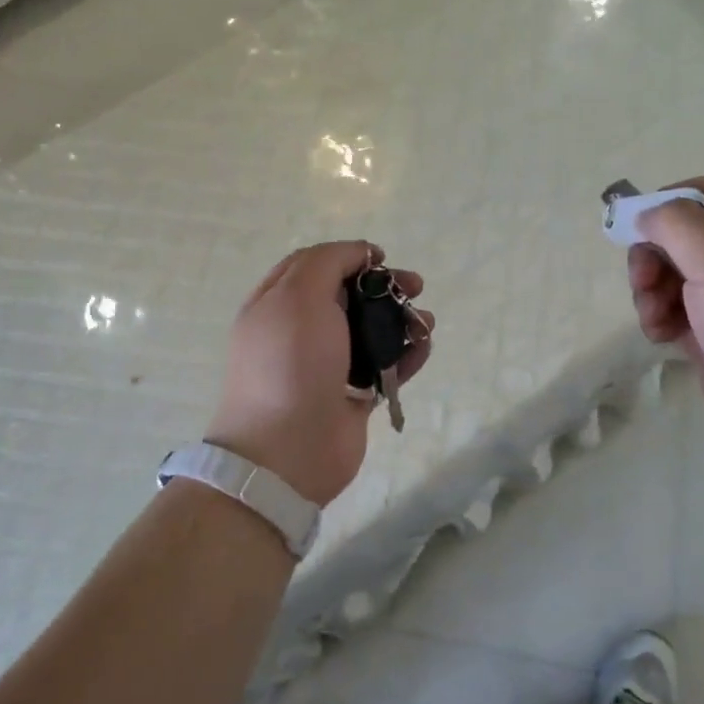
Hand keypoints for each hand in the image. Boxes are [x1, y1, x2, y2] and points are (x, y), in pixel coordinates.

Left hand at [208, 242, 433, 505]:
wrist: (289, 450)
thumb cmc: (290, 364)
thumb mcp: (299, 296)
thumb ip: (328, 262)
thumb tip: (360, 253)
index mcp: (278, 304)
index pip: (314, 265)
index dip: (349, 256)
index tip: (381, 259)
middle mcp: (300, 332)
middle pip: (348, 296)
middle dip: (384, 287)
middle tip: (415, 286)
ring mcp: (328, 365)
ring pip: (371, 331)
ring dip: (401, 320)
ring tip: (425, 323)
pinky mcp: (353, 395)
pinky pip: (385, 366)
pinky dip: (407, 355)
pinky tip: (424, 348)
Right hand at [630, 176, 703, 467]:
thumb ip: (674, 222)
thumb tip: (646, 215)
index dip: (671, 199)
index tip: (639, 223)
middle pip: (680, 236)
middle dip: (652, 256)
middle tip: (642, 281)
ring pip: (671, 275)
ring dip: (650, 291)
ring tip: (654, 318)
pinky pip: (673, 311)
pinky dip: (659, 319)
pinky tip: (661, 337)